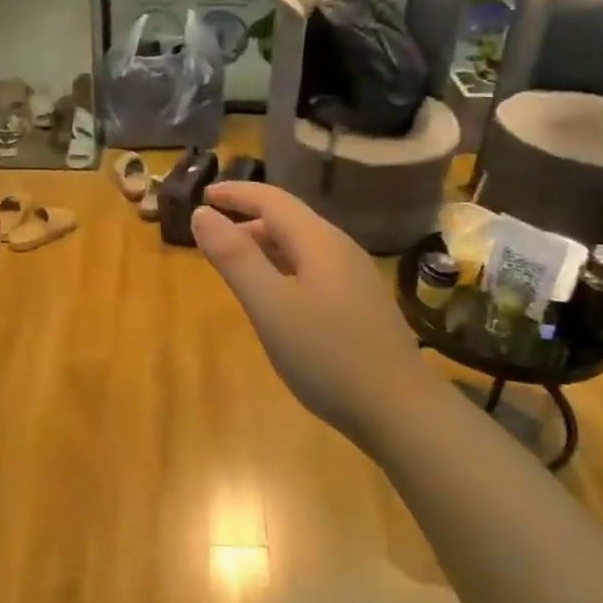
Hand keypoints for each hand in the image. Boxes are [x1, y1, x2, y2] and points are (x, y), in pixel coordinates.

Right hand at [193, 183, 437, 443]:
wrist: (400, 409)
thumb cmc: (328, 356)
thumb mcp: (271, 307)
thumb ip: (235, 259)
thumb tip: (202, 213)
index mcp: (319, 242)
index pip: (272, 200)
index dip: (236, 193)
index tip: (203, 193)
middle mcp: (340, 250)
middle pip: (289, 220)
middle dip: (247, 219)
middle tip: (211, 234)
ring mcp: (354, 278)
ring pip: (302, 246)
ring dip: (265, 245)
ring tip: (235, 261)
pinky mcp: (359, 304)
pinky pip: (312, 269)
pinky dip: (282, 267)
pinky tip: (275, 295)